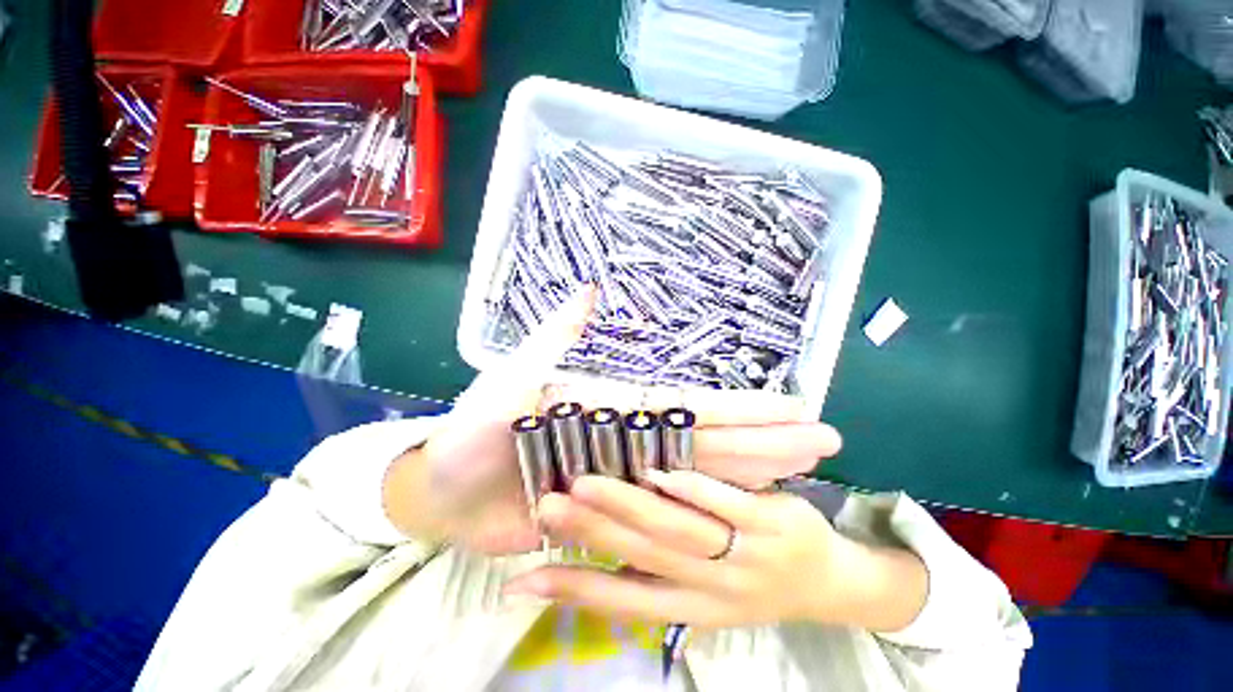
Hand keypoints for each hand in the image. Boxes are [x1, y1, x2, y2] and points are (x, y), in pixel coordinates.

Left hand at [382, 288, 843, 554]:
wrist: (444, 490)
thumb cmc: (476, 432)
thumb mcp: (515, 377)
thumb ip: (555, 338)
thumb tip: (590, 290)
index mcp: (617, 408)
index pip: (694, 409)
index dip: (746, 411)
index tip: (797, 408)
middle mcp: (632, 440)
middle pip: (713, 442)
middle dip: (769, 442)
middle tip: (824, 442)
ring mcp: (626, 479)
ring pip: (701, 478)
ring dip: (752, 477)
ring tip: (803, 475)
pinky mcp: (612, 515)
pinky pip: (670, 515)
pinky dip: (706, 512)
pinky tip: (742, 514)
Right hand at [503, 470, 928, 631]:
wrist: (831, 584)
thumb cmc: (754, 584)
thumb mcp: (704, 595)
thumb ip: (656, 571)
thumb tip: (599, 556)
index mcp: (689, 605)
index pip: (621, 600)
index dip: (572, 590)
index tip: (520, 580)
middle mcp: (710, 587)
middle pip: (642, 556)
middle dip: (590, 530)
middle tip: (547, 504)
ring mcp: (743, 554)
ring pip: (677, 529)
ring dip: (629, 505)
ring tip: (586, 482)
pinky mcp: (772, 523)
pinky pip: (726, 505)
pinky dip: (691, 489)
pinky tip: (659, 471)